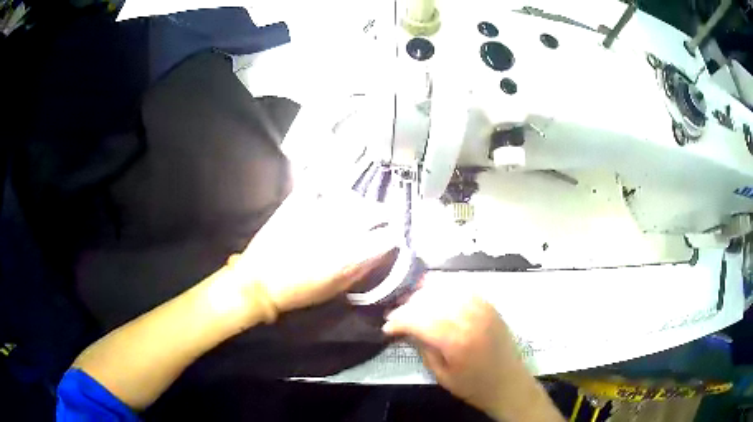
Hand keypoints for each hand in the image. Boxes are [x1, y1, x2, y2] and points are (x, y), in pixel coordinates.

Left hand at [232, 189, 398, 313]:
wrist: (260, 282)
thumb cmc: (300, 291)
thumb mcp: (336, 289)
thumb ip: (362, 269)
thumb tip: (380, 253)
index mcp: (352, 252)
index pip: (387, 236)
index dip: (391, 237)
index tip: (388, 238)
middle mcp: (341, 227)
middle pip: (375, 211)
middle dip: (380, 216)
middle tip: (376, 220)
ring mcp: (319, 210)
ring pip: (352, 197)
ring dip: (357, 203)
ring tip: (352, 209)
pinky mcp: (299, 201)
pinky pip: (319, 184)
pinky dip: (327, 186)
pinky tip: (328, 192)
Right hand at [383, 283, 562, 420]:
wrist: (508, 383)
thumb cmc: (473, 385)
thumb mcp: (441, 374)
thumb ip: (423, 347)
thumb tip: (406, 328)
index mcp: (456, 340)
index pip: (419, 319)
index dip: (399, 320)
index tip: (386, 326)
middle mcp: (470, 318)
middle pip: (431, 300)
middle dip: (408, 304)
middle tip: (395, 313)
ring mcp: (482, 308)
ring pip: (447, 288)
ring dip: (425, 292)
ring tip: (411, 300)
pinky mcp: (490, 305)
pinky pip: (464, 287)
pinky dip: (446, 287)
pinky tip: (435, 293)